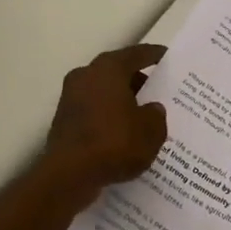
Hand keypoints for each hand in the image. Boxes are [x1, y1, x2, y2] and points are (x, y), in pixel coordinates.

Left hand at [41, 44, 168, 196]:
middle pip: (117, 72)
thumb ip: (156, 115)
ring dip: (121, 102)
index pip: (136, 54)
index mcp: (108, 69)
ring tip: (143, 117)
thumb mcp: (151, 131)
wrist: (69, 175)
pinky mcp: (63, 121)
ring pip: (104, 93)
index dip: (154, 55)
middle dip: (137, 82)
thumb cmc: (114, 143)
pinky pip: (94, 112)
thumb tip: (151, 109)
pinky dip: (108, 119)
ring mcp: (70, 98)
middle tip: (158, 92)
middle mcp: (86, 76)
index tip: (167, 57)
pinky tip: (123, 135)